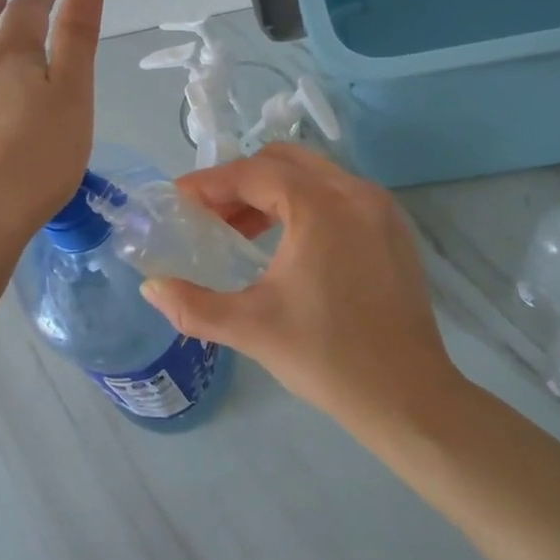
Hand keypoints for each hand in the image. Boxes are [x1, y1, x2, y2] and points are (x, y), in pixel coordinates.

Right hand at [138, 145, 460, 428]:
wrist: (408, 397)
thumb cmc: (326, 357)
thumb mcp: (250, 328)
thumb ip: (192, 305)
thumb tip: (151, 288)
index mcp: (321, 207)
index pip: (253, 173)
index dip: (210, 183)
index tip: (178, 199)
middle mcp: (355, 193)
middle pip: (284, 161)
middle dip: (239, 181)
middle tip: (207, 213)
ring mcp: (380, 209)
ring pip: (314, 176)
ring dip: (271, 192)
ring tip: (238, 231)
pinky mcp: (393, 231)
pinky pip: (338, 196)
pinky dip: (303, 205)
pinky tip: (284, 244)